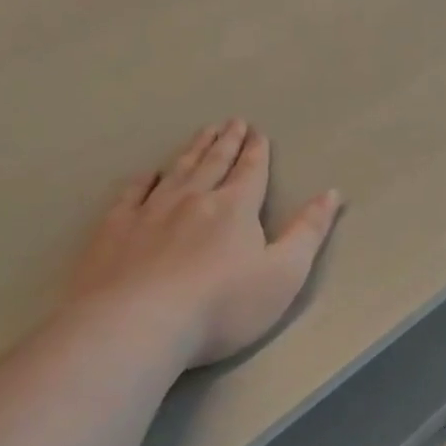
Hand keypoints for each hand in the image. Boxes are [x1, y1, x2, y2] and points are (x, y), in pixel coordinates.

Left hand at [70, 119, 342, 368]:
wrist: (139, 324)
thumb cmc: (222, 306)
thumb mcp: (284, 274)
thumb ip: (308, 232)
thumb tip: (331, 193)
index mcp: (235, 209)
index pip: (250, 172)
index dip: (256, 152)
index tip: (257, 132)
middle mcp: (193, 199)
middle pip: (213, 163)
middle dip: (226, 142)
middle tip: (232, 121)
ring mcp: (149, 212)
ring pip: (176, 171)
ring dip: (192, 150)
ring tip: (202, 132)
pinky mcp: (114, 230)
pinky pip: (130, 194)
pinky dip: (142, 180)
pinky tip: (147, 174)